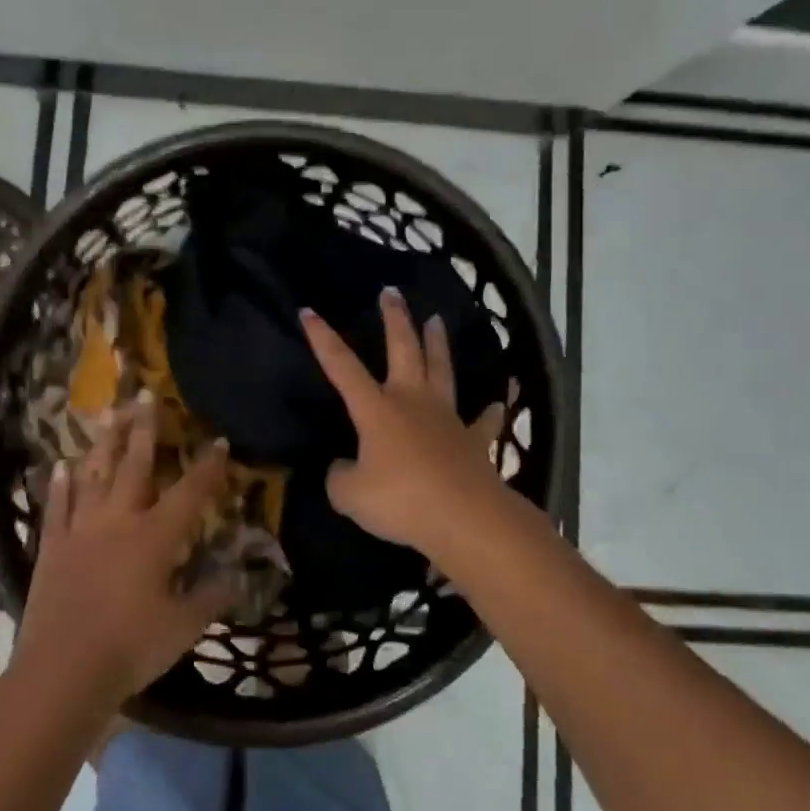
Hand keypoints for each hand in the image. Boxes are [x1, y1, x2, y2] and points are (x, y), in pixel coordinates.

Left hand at [15, 399, 238, 707]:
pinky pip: (57, 508)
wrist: (62, 673)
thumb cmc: (131, 648)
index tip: (218, 440)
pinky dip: (60, 485)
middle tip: (145, 393)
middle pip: (134, 465)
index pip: (190, 492)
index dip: (208, 466)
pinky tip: (60, 465)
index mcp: (155, 536)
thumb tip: (239, 576)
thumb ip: (212, 596)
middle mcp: (119, 521)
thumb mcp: (183, 627)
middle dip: (144, 428)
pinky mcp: (53, 548)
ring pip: (94, 475)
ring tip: (107, 413)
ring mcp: (81, 530)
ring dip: (103, 443)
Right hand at [299, 288, 505, 557]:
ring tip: (437, 319)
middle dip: (395, 319)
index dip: (323, 339)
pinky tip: (500, 402)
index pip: (343, 366)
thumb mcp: (350, 495)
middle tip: (392, 292)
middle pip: (404, 349)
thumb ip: (340, 477)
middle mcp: (412, 402)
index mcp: (377, 409)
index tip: (309, 310)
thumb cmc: (402, 501)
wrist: (465, 517)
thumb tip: (344, 467)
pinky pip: (483, 423)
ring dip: (438, 344)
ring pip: (442, 371)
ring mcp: (447, 418)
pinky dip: (491, 413)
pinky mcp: (474, 442)